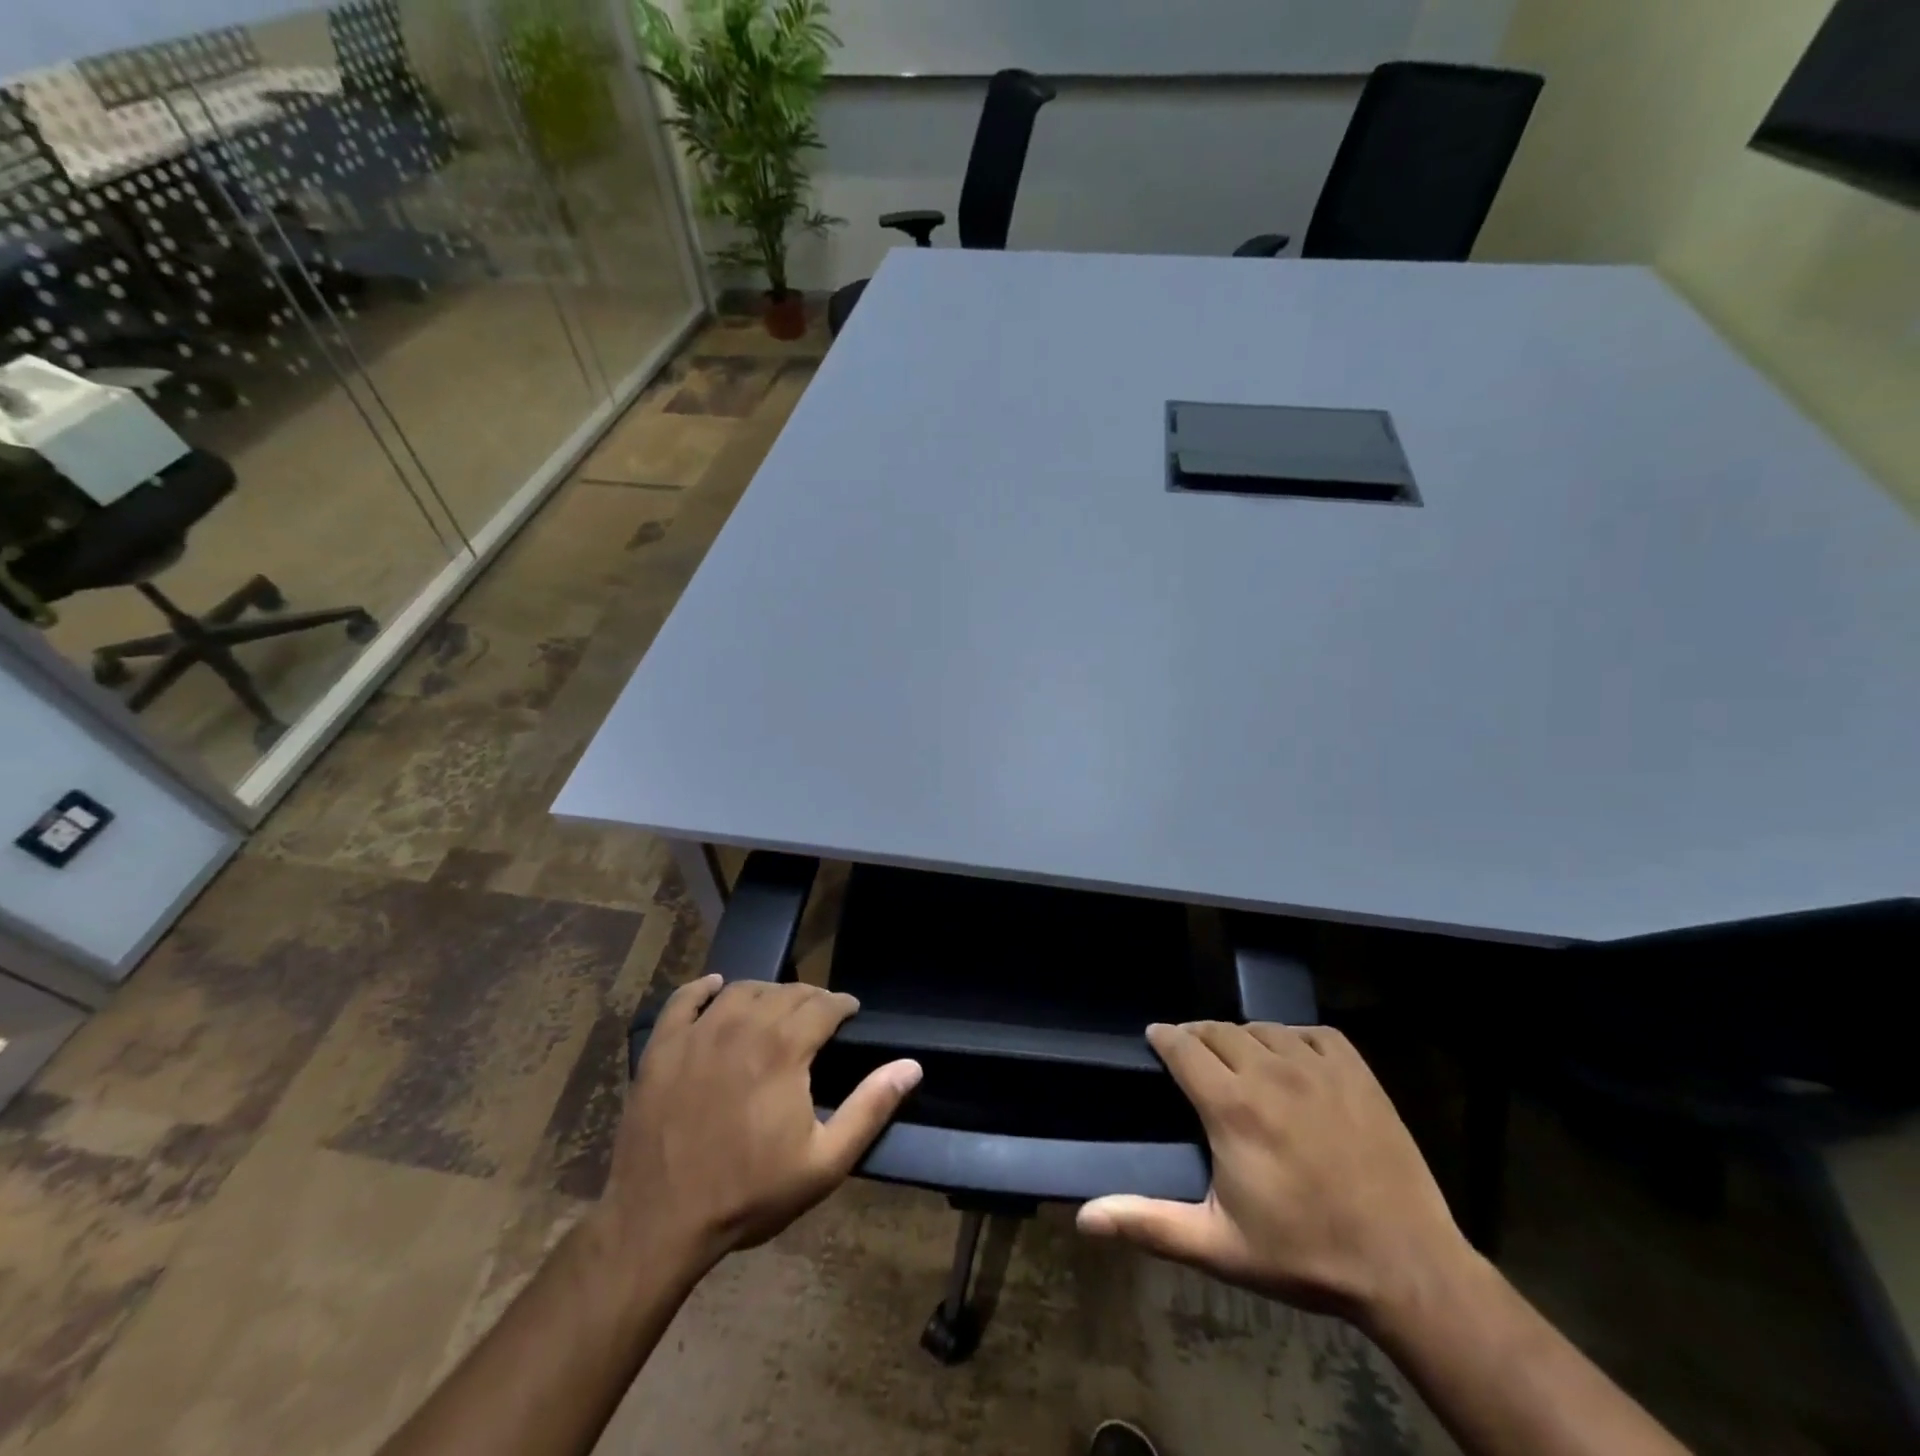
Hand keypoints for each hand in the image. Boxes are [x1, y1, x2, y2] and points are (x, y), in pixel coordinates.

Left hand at [589, 974, 921, 1276]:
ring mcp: (698, 1034)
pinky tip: (716, 987)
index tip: (851, 1013)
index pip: (823, 1005)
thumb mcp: (824, 1163)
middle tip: (820, 1015)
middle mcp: (743, 1026)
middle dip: (811, 997)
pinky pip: (683, 1000)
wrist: (659, 1224)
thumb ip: (870, 1108)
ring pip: (741, 990)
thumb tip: (911, 1066)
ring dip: (767, 992)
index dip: (842, 1004)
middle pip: (785, 992)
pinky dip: (702, 988)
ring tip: (776, 1007)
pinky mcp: (662, 1048)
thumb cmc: (749, 1194)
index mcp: (784, 1049)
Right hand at [1077, 1022, 1472, 1329]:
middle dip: (1197, 1036)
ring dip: (1243, 1038)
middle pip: (1218, 1030)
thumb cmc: (1304, 1255)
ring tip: (1239, 1060)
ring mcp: (1317, 1067)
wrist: (1407, 1267)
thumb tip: (1084, 1218)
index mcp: (1232, 1106)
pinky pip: (1311, 1033)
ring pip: (1262, 1028)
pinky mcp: (1356, 1072)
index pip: (1183, 1046)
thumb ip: (1149, 1223)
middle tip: (1192, 1056)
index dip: (1163, 1037)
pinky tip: (1292, 1061)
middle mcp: (1269, 1072)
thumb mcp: (1219, 1246)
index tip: (1154, 1038)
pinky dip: (1293, 1039)